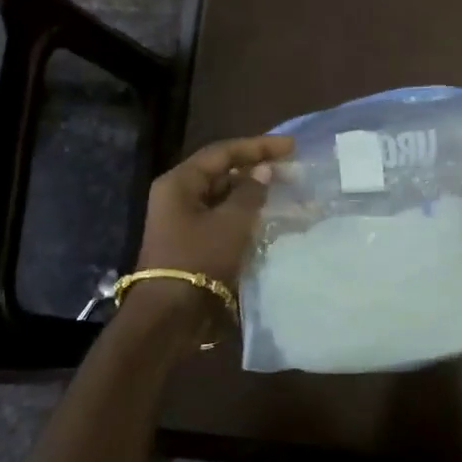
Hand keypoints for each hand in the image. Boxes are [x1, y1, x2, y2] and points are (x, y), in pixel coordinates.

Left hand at [135, 135, 294, 292]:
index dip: (258, 146)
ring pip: (222, 195)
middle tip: (289, 168)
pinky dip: (243, 213)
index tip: (291, 147)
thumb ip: (250, 192)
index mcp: (180, 182)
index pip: (223, 152)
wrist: (170, 315)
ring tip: (283, 190)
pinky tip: (266, 216)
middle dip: (255, 168)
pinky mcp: (191, 241)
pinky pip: (220, 216)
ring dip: (251, 192)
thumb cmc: (200, 259)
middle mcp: (177, 195)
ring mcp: (182, 219)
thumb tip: (262, 171)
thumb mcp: (231, 223)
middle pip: (221, 172)